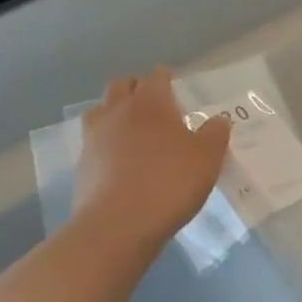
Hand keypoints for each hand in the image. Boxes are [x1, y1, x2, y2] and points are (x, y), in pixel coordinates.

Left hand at [76, 68, 231, 246]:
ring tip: (131, 127)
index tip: (175, 85)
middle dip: (137, 88)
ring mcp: (95, 136)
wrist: (118, 225)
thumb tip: (219, 119)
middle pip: (122, 85)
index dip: (166, 78)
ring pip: (101, 109)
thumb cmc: (170, 183)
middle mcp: (118, 111)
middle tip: (153, 103)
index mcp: (151, 103)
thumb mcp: (207, 159)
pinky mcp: (82, 163)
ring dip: (114, 110)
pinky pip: (93, 140)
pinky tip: (118, 158)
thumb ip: (215, 134)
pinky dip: (106, 141)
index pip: (157, 77)